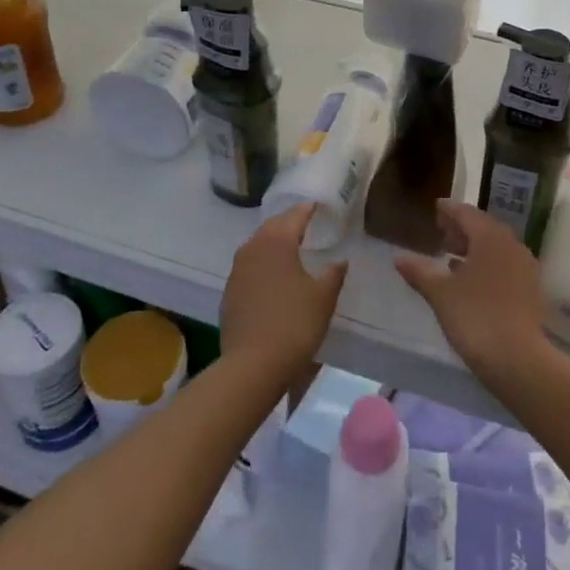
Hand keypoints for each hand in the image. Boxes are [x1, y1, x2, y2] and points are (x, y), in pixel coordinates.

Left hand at [220, 204, 346, 381]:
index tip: (316, 205)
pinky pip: (249, 267)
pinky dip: (263, 263)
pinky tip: (272, 276)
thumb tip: (340, 261)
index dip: (307, 209)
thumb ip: (333, 274)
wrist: (253, 364)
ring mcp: (237, 271)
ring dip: (273, 242)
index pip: (294, 216)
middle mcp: (253, 249)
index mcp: (277, 242)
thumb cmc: (294, 324)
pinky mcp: (229, 292)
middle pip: (272, 227)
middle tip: (304, 222)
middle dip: (288, 222)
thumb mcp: (323, 298)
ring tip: (290, 247)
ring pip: (257, 246)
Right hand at [395, 201, 548, 388]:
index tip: (436, 207)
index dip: (449, 210)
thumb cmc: (475, 317)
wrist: (518, 359)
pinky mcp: (530, 290)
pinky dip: (486, 265)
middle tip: (441, 232)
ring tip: (451, 257)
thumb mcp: (440, 293)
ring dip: (474, 248)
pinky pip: (504, 265)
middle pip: (484, 228)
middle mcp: (511, 245)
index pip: (467, 213)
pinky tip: (471, 280)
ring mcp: (525, 268)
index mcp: (490, 237)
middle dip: (462, 229)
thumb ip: (420, 271)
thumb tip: (399, 257)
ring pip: (496, 248)